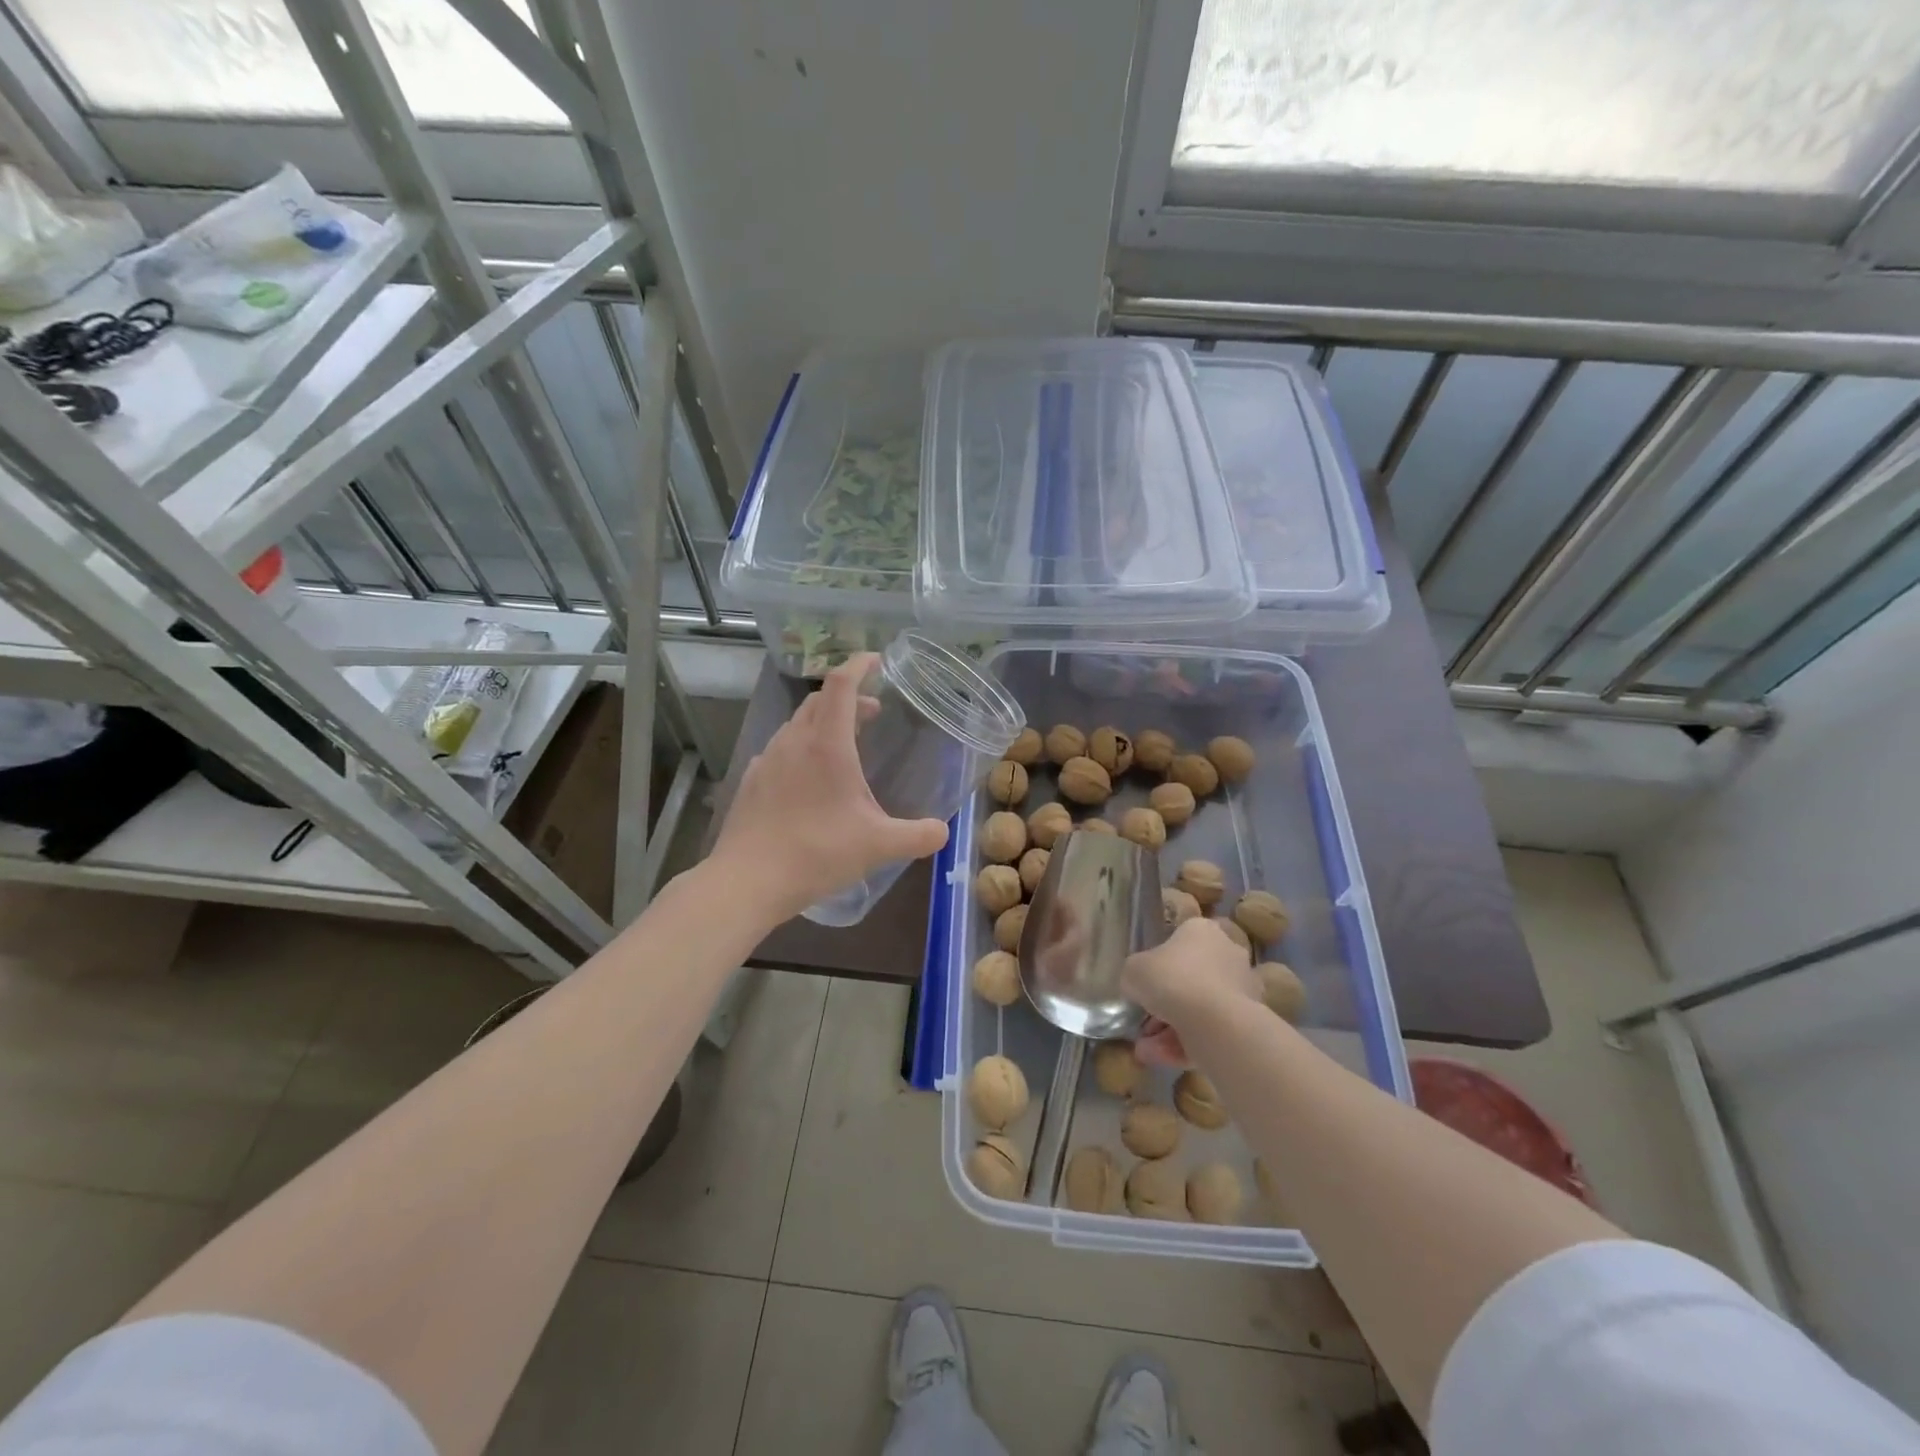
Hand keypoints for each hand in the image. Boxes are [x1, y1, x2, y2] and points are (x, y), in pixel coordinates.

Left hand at [711, 654, 949, 922]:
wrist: (746, 881)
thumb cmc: (816, 853)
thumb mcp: (878, 846)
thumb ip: (918, 836)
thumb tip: (943, 832)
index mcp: (826, 744)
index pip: (841, 684)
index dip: (859, 665)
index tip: (877, 660)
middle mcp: (793, 742)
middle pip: (819, 700)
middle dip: (848, 698)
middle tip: (872, 712)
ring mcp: (766, 760)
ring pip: (797, 724)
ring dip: (823, 723)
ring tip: (844, 746)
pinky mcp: (750, 781)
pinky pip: (780, 750)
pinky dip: (801, 748)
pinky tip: (808, 779)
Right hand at [1123, 918, 1261, 1065]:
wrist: (1214, 1021)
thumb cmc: (1171, 980)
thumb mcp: (1133, 970)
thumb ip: (1134, 975)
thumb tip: (1137, 985)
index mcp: (1201, 930)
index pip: (1180, 939)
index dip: (1159, 962)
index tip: (1146, 983)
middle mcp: (1227, 952)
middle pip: (1191, 976)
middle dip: (1166, 1002)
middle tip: (1144, 1022)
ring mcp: (1242, 987)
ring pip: (1199, 1007)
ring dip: (1171, 1028)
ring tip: (1146, 1050)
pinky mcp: (1249, 1019)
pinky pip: (1211, 1029)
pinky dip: (1187, 1044)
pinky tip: (1161, 1058)